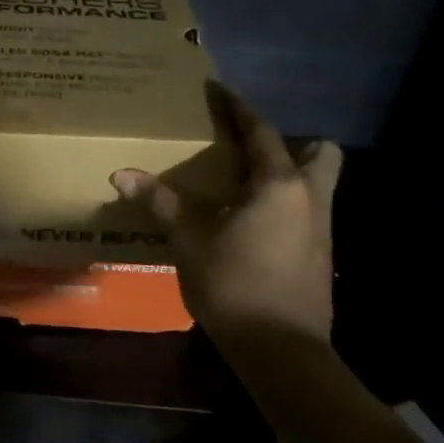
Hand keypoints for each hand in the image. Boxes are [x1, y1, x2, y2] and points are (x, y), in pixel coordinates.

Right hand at [111, 82, 341, 342]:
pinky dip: (287, 204)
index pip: (261, 131)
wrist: (282, 352)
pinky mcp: (321, 257)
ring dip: (291, 174)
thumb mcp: (190, 241)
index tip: (219, 90)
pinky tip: (254, 222)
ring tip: (248, 183)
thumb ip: (161, 203)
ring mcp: (322, 229)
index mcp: (279, 185)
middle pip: (319, 154)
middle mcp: (310, 199)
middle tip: (251, 150)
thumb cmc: (235, 285)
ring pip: (318, 185)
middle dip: (293, 143)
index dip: (239, 108)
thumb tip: (121, 175)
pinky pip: (309, 212)